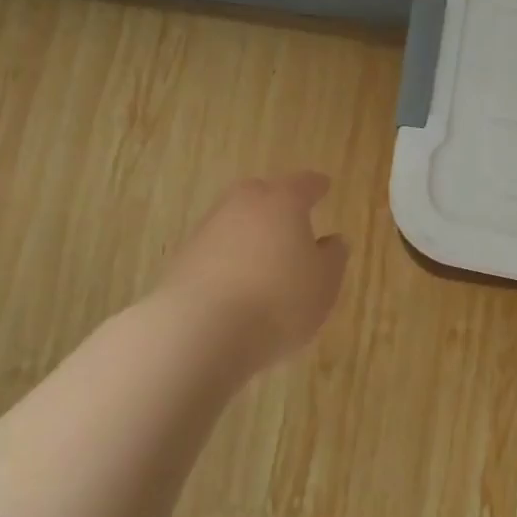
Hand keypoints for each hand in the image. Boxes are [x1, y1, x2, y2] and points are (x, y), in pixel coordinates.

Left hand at [157, 171, 349, 372]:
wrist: (199, 332)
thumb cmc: (278, 301)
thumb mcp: (324, 283)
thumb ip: (333, 257)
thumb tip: (332, 241)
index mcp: (282, 202)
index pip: (304, 184)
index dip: (317, 186)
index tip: (324, 186)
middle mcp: (241, 205)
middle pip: (261, 193)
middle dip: (276, 202)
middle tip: (290, 216)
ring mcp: (207, 231)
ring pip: (235, 221)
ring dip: (250, 233)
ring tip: (264, 257)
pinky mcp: (182, 260)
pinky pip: (215, 250)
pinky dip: (228, 259)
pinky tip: (237, 281)